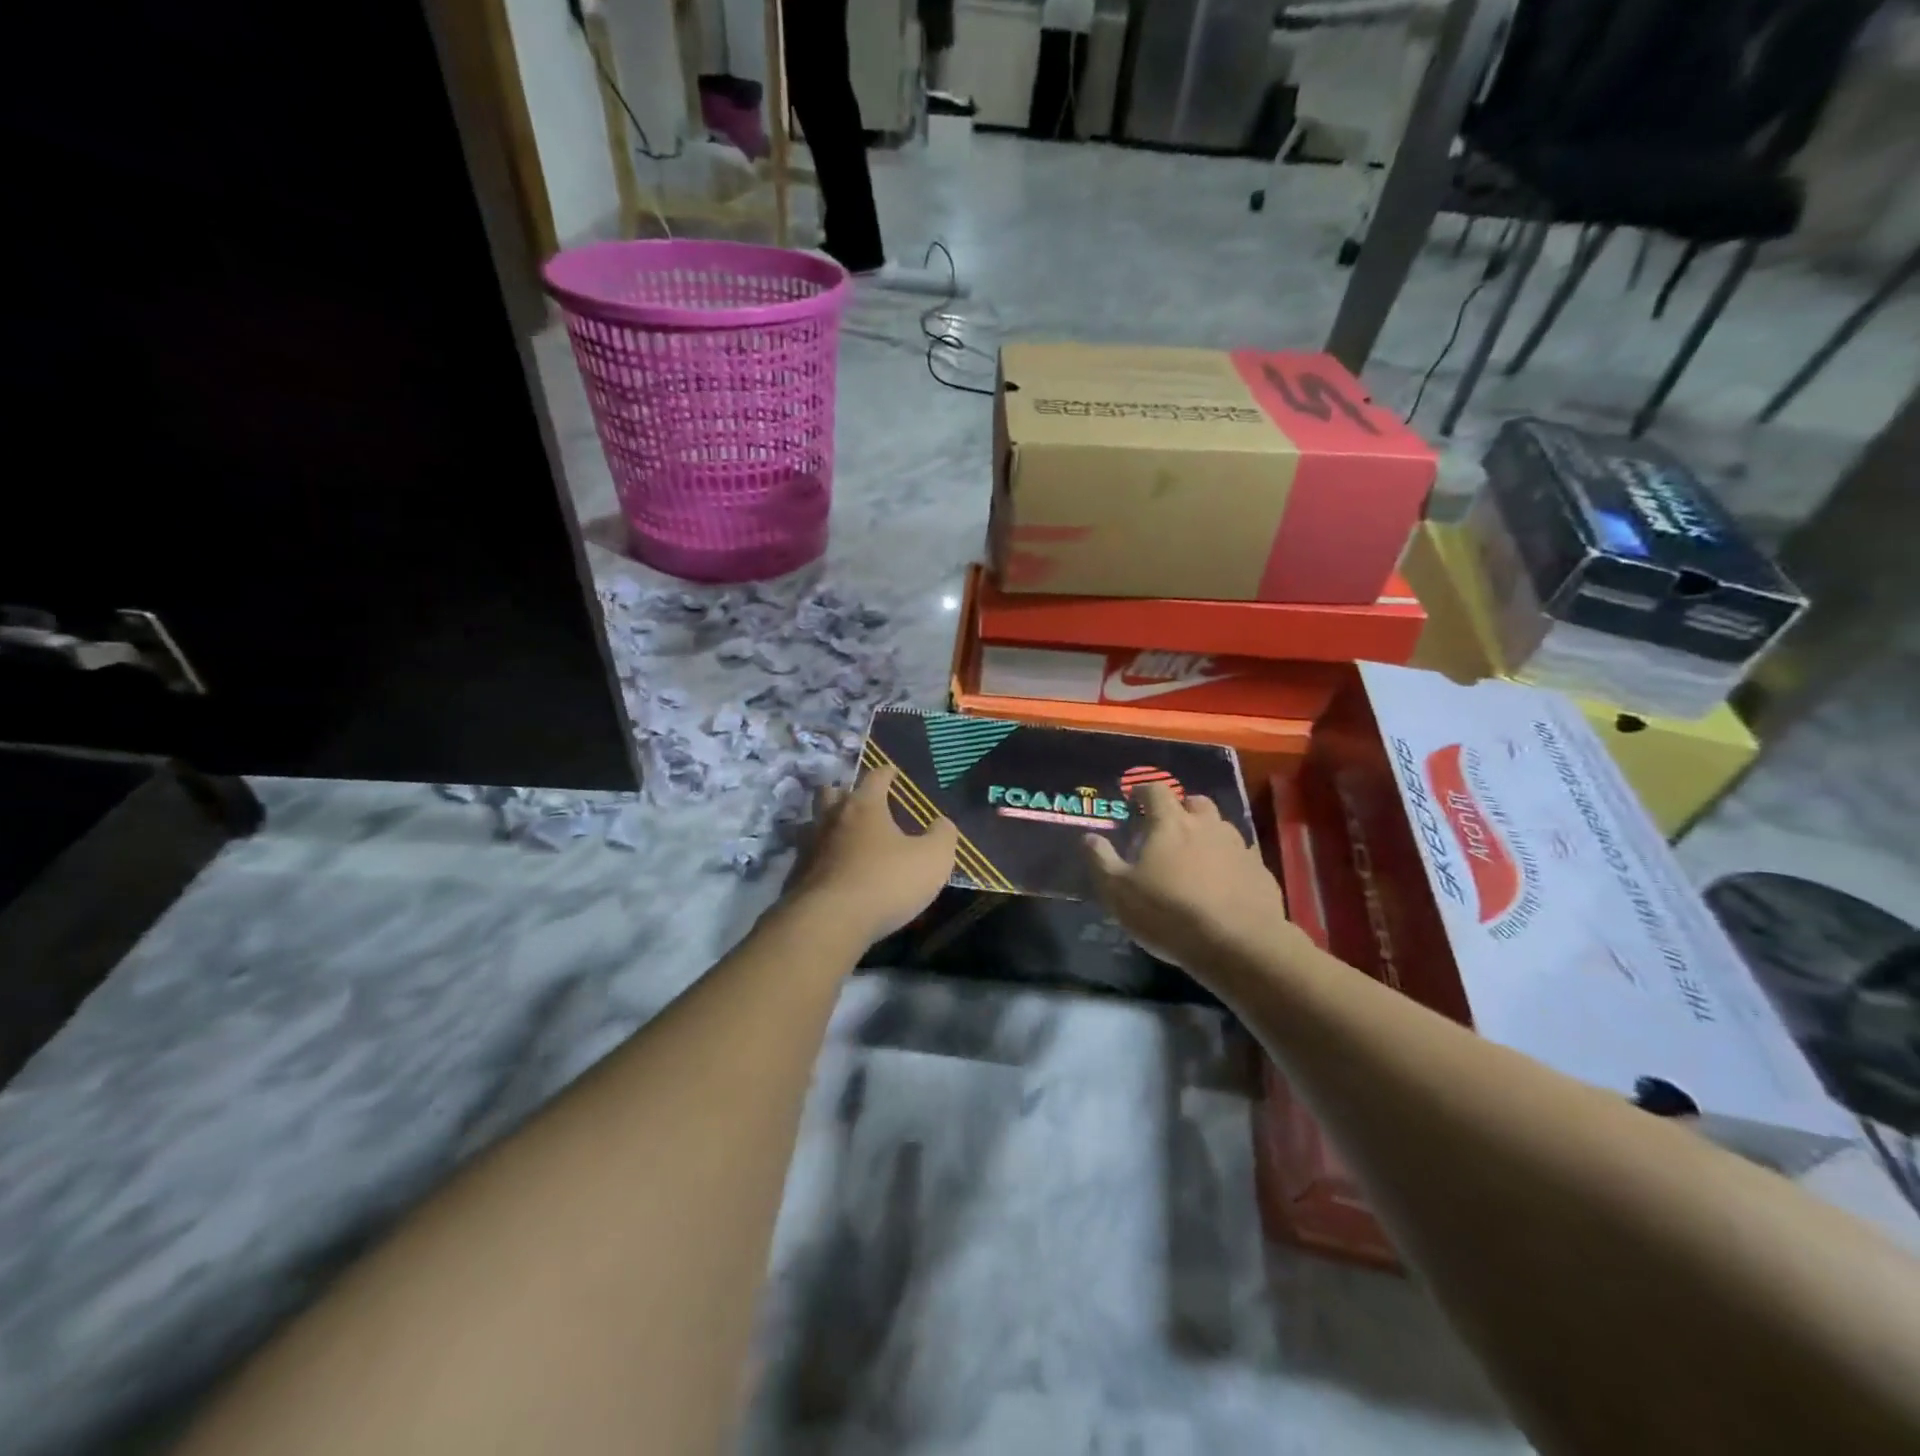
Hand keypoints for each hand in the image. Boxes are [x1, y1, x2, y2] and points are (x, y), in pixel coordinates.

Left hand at [782, 766, 958, 944]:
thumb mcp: (932, 860)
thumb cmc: (886, 882)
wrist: (829, 923)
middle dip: (844, 792)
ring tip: (842, 837)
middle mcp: (831, 819)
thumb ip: (942, 836)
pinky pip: (808, 858)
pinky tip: (832, 873)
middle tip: (859, 801)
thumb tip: (942, 823)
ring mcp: (808, 847)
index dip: (886, 773)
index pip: (875, 777)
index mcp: (864, 807)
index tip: (892, 772)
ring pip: (813, 824)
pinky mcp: (795, 877)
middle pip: (831, 792)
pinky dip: (820, 860)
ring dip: (826, 825)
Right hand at [1083, 781, 1293, 976]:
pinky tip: (1222, 884)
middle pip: (1196, 802)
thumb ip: (1101, 861)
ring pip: (1222, 828)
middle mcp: (1208, 826)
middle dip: (1181, 808)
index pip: (1157, 791)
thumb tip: (1089, 837)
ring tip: (1195, 857)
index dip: (1144, 791)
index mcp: (1171, 824)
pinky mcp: (1261, 872)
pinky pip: (1241, 857)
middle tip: (1168, 827)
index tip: (1135, 798)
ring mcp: (1239, 847)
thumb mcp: (1119, 893)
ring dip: (1207, 834)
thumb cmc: (1169, 913)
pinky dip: (1229, 862)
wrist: (1239, 945)